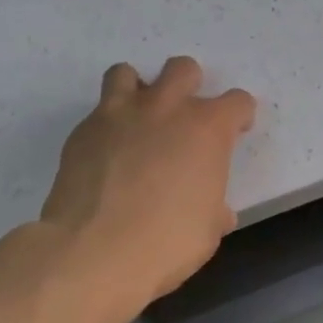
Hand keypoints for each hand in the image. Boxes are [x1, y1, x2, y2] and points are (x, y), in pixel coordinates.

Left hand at [34, 56, 255, 322]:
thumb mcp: (208, 229)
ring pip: (127, 73)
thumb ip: (215, 206)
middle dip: (189, 86)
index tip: (235, 133)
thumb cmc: (167, 242)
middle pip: (183, 69)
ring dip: (138, 91)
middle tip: (184, 119)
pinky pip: (98, 113)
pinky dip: (107, 126)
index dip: (240, 116)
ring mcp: (120, 115)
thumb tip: (216, 211)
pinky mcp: (83, 132)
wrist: (93, 253)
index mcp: (207, 128)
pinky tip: (107, 155)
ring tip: (139, 121)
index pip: (238, 102)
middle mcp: (166, 108)